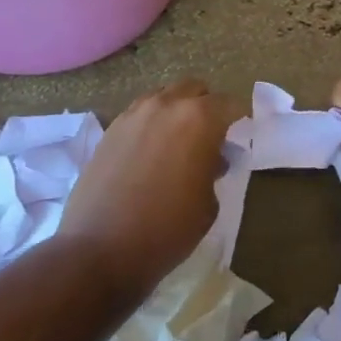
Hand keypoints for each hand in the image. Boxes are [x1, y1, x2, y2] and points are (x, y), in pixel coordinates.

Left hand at [58, 79, 237, 300]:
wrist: (99, 250)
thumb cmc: (167, 229)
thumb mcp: (208, 203)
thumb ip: (213, 169)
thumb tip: (210, 159)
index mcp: (199, 119)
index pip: (230, 104)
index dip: (240, 119)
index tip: (241, 136)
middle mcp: (167, 105)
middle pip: (195, 90)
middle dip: (207, 107)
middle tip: (210, 137)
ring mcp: (134, 114)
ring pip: (165, 96)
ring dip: (177, 111)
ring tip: (178, 142)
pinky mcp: (110, 130)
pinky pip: (140, 113)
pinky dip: (152, 123)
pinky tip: (151, 151)